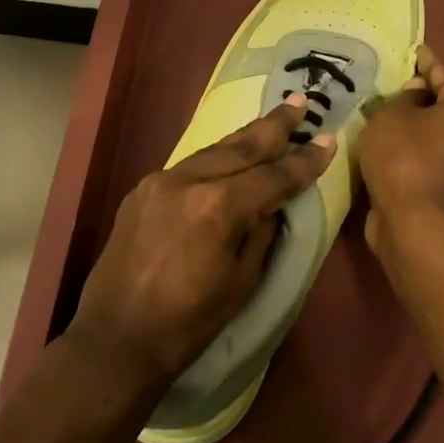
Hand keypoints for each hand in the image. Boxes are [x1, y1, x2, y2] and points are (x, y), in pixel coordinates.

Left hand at [69, 97, 335, 390]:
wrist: (115, 341)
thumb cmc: (188, 323)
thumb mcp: (242, 282)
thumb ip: (261, 233)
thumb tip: (271, 205)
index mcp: (218, 206)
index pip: (273, 176)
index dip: (304, 161)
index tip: (327, 140)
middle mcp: (188, 181)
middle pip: (241, 147)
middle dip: (275, 125)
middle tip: (301, 101)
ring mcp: (160, 182)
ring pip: (213, 151)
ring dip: (244, 138)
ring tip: (271, 122)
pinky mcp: (141, 191)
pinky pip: (188, 168)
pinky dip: (214, 160)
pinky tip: (229, 157)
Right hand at [357, 44, 443, 251]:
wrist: (419, 227)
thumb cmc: (405, 159)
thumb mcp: (390, 116)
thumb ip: (403, 97)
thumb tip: (416, 95)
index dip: (424, 61)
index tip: (414, 51)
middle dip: (427, 94)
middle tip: (399, 86)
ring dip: (425, 123)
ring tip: (395, 114)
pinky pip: (443, 154)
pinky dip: (426, 147)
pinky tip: (401, 144)